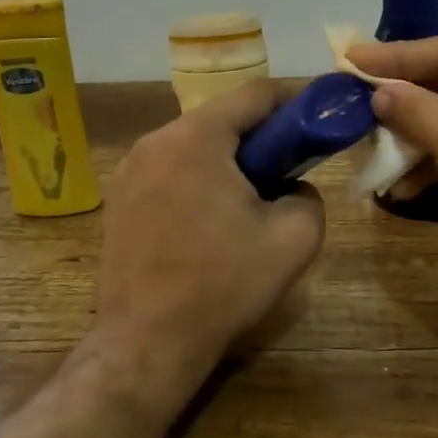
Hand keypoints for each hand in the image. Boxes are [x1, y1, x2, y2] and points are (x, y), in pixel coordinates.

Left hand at [93, 79, 325, 375]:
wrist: (146, 342)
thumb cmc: (222, 285)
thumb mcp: (294, 238)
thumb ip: (308, 194)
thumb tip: (292, 187)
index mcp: (195, 137)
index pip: (255, 94)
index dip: (295, 102)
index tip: (319, 122)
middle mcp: (155, 141)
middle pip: (221, 119)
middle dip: (261, 138)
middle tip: (290, 170)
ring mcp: (129, 170)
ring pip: (194, 145)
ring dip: (229, 161)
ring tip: (252, 202)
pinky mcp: (118, 199)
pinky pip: (171, 171)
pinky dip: (199, 180)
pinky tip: (212, 222)